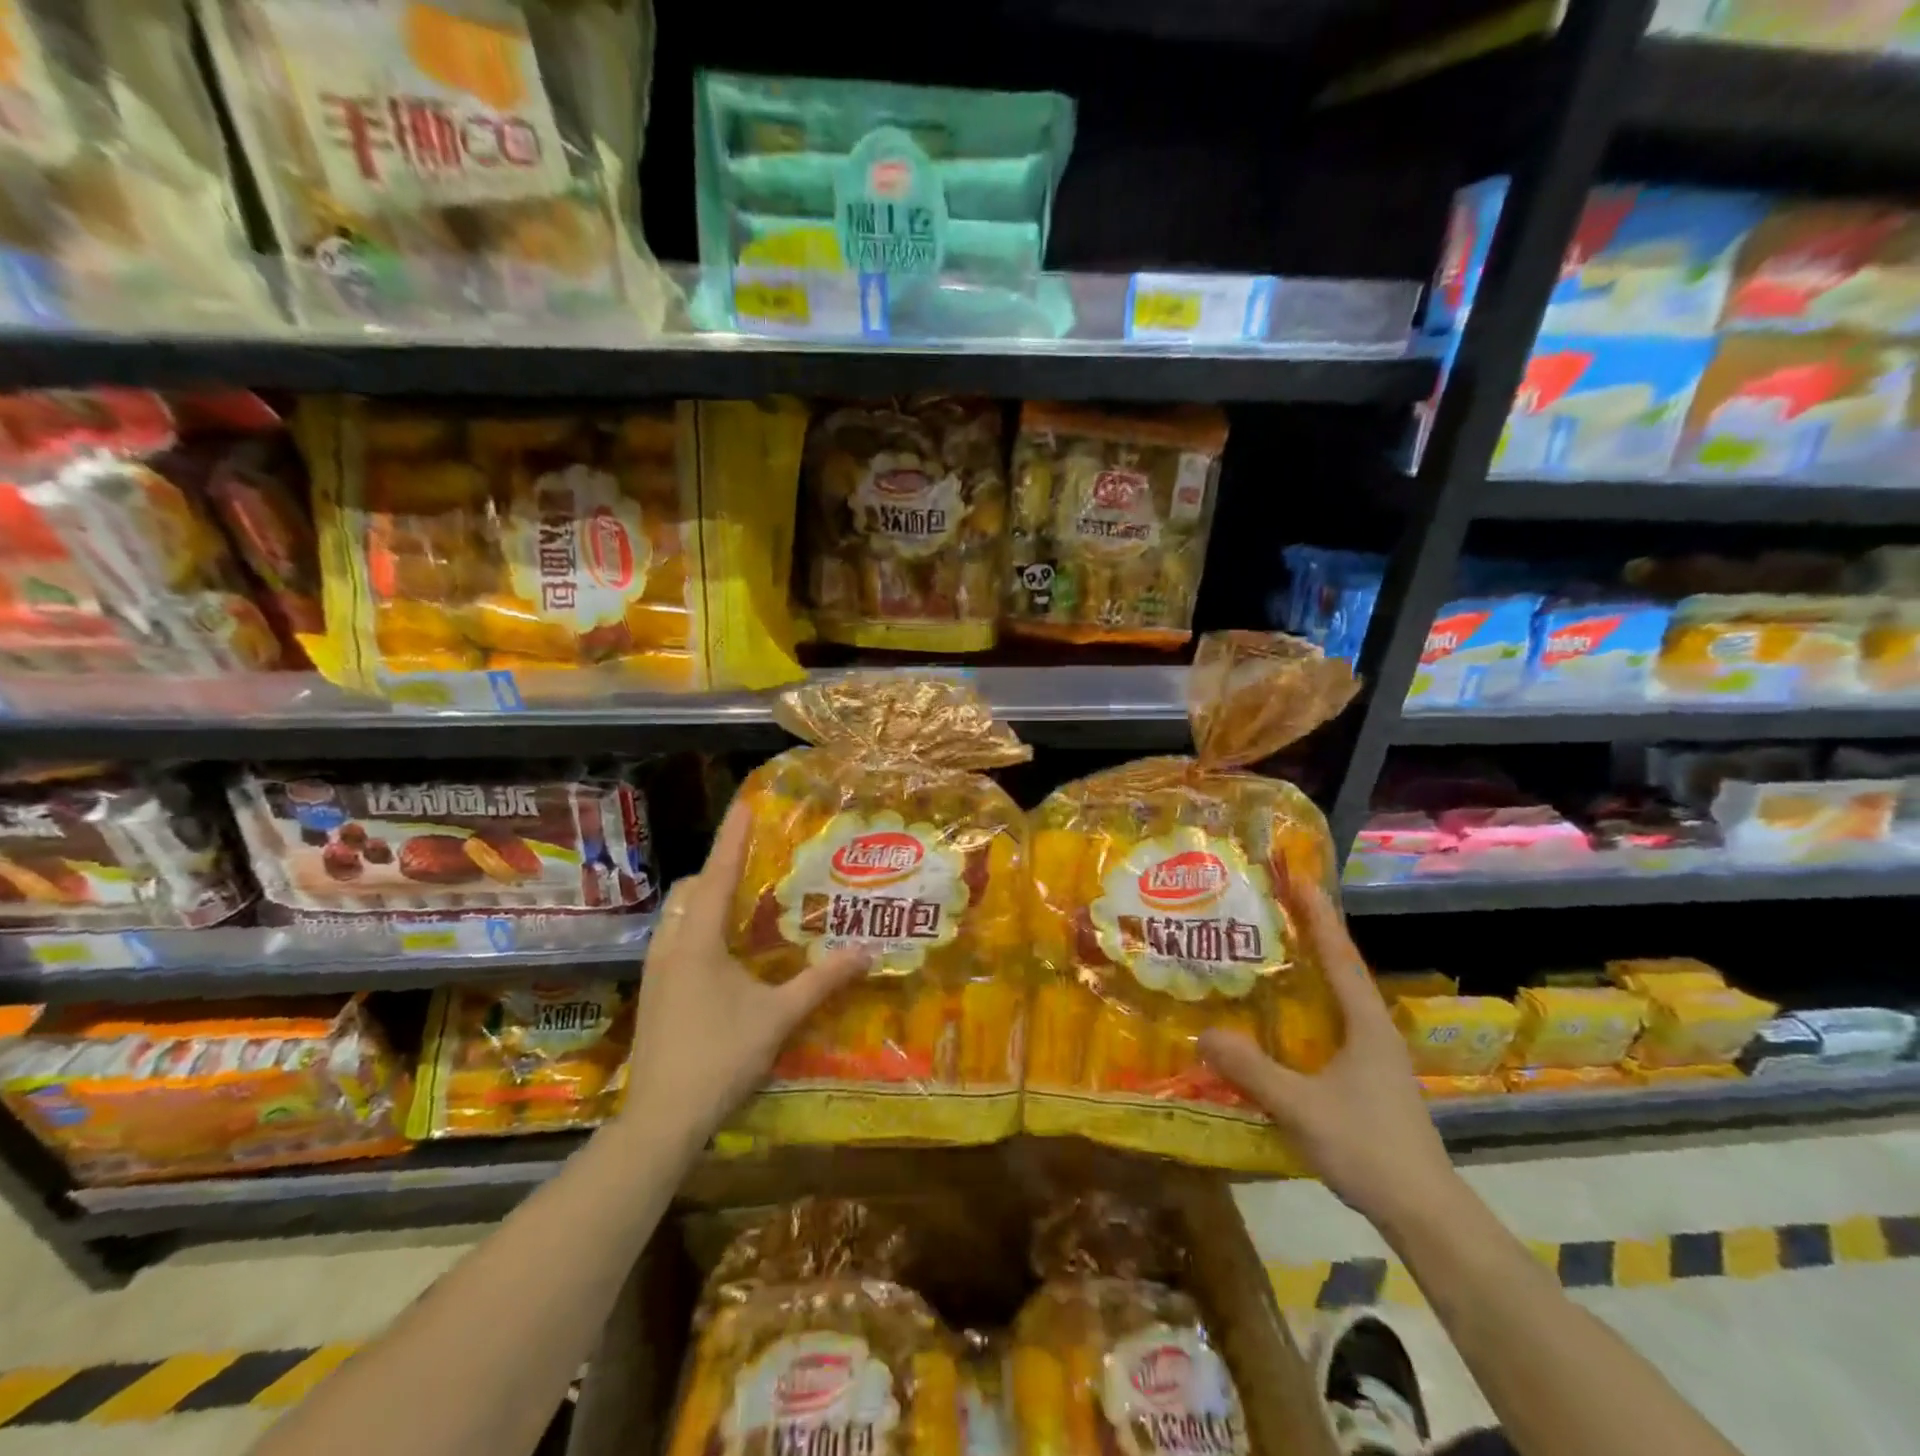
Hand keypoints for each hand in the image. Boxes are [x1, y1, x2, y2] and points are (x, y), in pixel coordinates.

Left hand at [621, 798, 870, 1147]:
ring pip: (678, 916)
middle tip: (755, 868)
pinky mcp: (654, 993)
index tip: (745, 804)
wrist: (661, 1120)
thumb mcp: (778, 1017)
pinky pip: (676, 940)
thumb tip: (865, 953)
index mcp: (697, 941)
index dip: (732, 837)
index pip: (717, 874)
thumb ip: (821, 982)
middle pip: (689, 890)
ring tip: (744, 906)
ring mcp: (656, 971)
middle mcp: (670, 946)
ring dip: (706, 901)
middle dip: (718, 870)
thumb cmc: (719, 1057)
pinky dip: (700, 928)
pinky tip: (726, 954)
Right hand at [1198, 881, 1456, 1229]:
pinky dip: (1306, 1009)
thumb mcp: (1301, 1106)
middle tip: (1272, 907)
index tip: (1300, 877)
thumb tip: (1204, 1032)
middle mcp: (1372, 1030)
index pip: (1339, 956)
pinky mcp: (1367, 1081)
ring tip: (1269, 953)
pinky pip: (1330, 1028)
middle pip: (1339, 970)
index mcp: (1365, 1024)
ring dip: (1308, 972)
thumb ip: (1252, 1070)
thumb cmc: (1368, 1147)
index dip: (1318, 915)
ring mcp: (1373, 1058)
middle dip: (1310, 935)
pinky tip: (1279, 1019)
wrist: (1424, 1214)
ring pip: (1336, 1000)